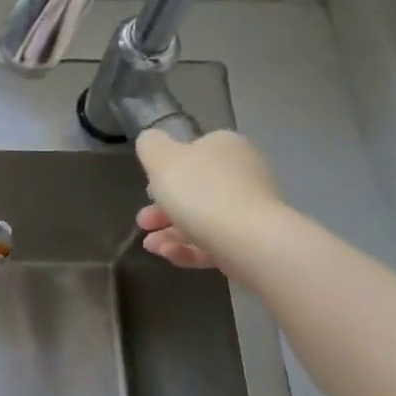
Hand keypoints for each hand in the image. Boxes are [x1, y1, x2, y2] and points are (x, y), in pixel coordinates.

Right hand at [134, 128, 285, 274]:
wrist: (249, 240)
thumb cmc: (200, 191)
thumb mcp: (161, 158)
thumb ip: (150, 145)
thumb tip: (151, 140)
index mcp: (225, 147)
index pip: (193, 152)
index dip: (165, 171)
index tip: (147, 190)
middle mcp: (243, 173)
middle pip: (194, 190)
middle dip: (162, 209)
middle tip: (143, 222)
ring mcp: (250, 209)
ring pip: (202, 219)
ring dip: (170, 232)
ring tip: (151, 246)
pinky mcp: (253, 241)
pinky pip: (215, 242)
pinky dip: (189, 248)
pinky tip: (169, 255)